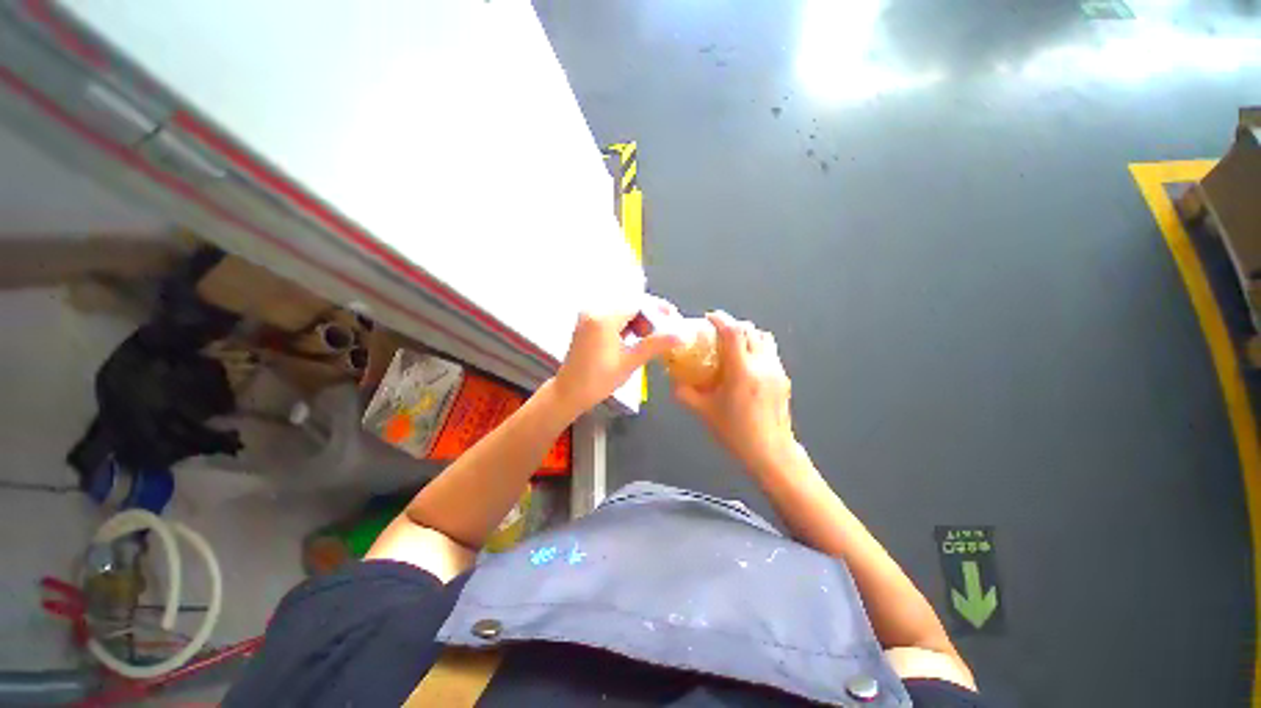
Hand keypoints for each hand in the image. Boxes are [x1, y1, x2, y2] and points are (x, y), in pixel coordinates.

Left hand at [552, 296, 682, 416]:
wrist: (569, 392)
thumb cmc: (599, 380)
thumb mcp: (630, 362)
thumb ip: (656, 344)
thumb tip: (682, 335)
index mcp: (604, 318)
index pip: (638, 302)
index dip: (658, 309)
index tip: (674, 319)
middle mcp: (594, 309)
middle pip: (630, 302)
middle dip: (650, 314)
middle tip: (665, 329)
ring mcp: (589, 314)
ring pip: (622, 307)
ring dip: (639, 318)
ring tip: (652, 336)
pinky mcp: (588, 321)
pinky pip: (613, 314)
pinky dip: (627, 322)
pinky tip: (635, 336)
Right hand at [674, 311, 799, 478]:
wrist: (771, 453)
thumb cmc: (735, 433)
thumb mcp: (704, 412)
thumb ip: (685, 393)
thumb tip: (673, 379)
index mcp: (741, 371)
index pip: (733, 332)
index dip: (720, 319)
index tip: (709, 318)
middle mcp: (762, 365)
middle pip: (750, 329)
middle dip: (732, 325)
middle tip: (717, 334)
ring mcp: (777, 370)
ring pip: (765, 337)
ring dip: (748, 335)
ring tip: (733, 347)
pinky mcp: (784, 378)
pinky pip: (771, 352)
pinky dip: (757, 348)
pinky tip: (746, 366)